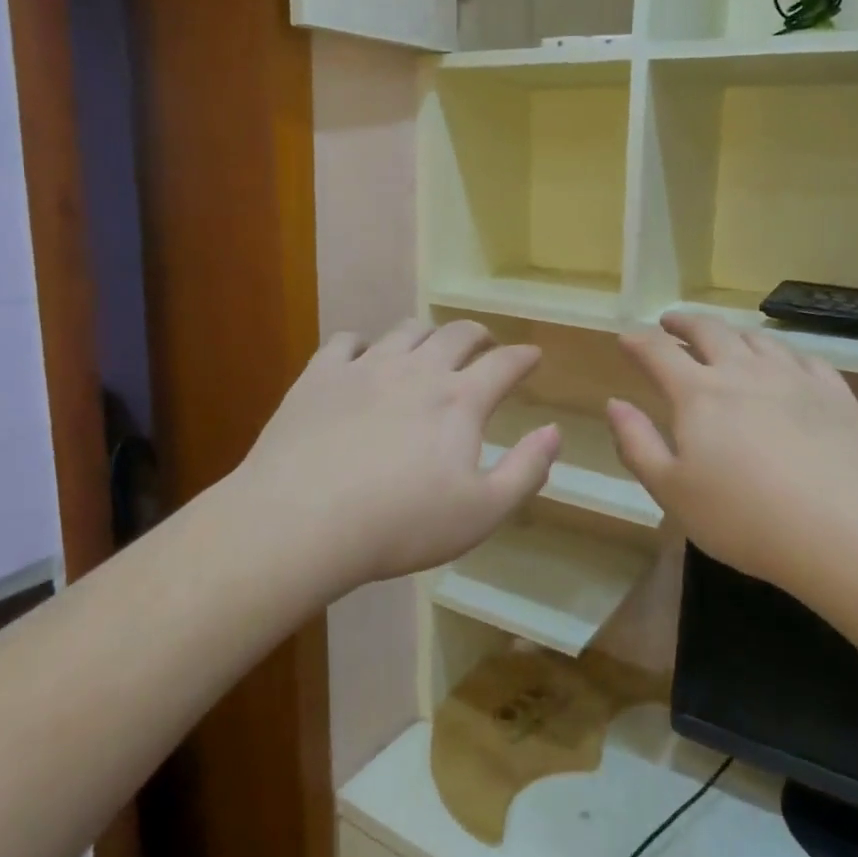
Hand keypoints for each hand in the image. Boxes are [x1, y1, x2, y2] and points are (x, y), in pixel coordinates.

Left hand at [236, 318, 559, 589]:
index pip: (503, 364)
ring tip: (428, 347)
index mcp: (459, 401)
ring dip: (426, 334)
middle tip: (484, 345)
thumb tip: (554, 431)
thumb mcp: (481, 513)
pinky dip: (363, 344)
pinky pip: (346, 341)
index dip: (523, 357)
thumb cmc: (400, 525)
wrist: (303, 521)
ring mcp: (365, 367)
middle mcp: (417, 370)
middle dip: (478, 335)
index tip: (532, 355)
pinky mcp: (320, 375)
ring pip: (405, 331)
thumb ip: (526, 470)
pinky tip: (361, 357)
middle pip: (456, 334)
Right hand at [606, 313, 857, 590]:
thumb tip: (614, 404)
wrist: (852, 532)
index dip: (639, 341)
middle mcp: (744, 372)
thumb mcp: (672, 492)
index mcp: (698, 394)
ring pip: (757, 339)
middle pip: (709, 331)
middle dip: (684, 323)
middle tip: (670, 322)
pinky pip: (803, 357)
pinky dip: (781, 352)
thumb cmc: (746, 519)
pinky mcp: (836, 394)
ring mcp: (795, 378)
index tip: (627, 336)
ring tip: (722, 337)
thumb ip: (637, 444)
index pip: (658, 353)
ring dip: (731, 333)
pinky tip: (783, 362)